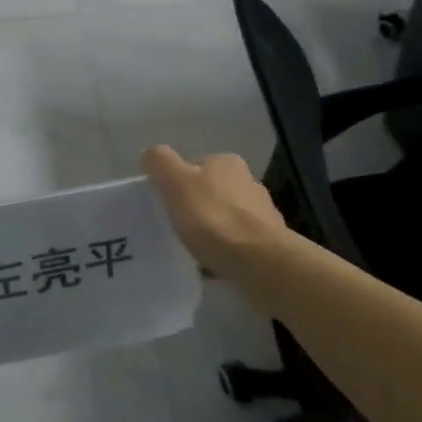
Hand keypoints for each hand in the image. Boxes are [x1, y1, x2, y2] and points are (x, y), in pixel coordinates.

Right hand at [140, 146, 304, 281]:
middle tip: (176, 226)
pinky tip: (213, 265)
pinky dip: (226, 251)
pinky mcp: (270, 244)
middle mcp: (249, 182)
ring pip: (226, 218)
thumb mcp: (175, 182)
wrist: (262, 263)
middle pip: (212, 191)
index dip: (177, 182)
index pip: (195, 165)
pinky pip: (238, 244)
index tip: (166, 204)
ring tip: (193, 249)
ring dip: (212, 230)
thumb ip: (160, 163)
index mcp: (227, 163)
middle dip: (196, 207)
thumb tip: (151, 155)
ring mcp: (263, 214)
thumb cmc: (214, 218)